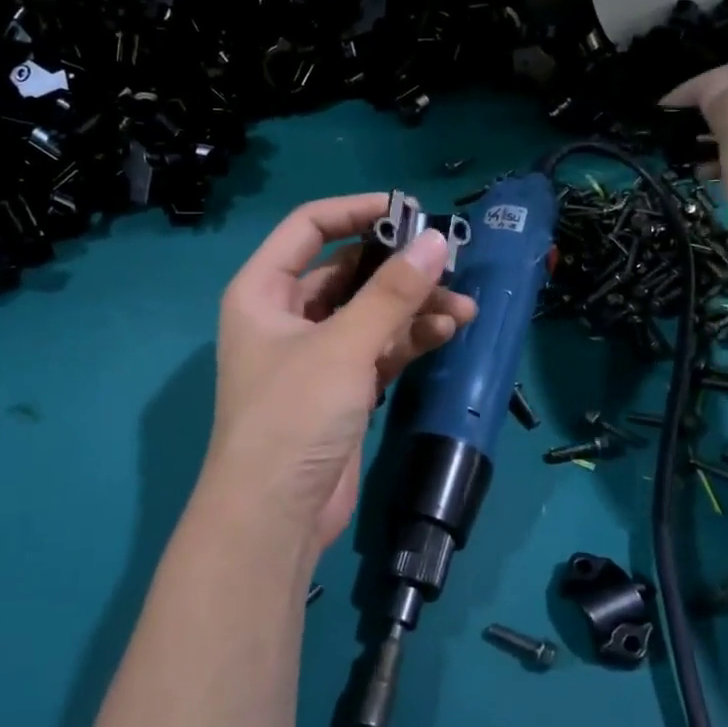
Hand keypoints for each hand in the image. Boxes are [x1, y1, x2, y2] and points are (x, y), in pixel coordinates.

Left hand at [195, 194, 478, 554]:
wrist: (274, 517)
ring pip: (370, 312)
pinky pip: (379, 348)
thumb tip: (437, 240)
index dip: (356, 211)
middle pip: (347, 271)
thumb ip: (392, 293)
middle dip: (398, 268)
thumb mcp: (343, 346)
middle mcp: (285, 315)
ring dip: (414, 307)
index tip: (409, 209)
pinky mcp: (341, 388)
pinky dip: (410, 339)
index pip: (308, 227)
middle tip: (449, 264)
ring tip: (464, 308)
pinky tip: (449, 331)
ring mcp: (315, 354)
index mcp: (263, 291)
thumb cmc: (293, 416)